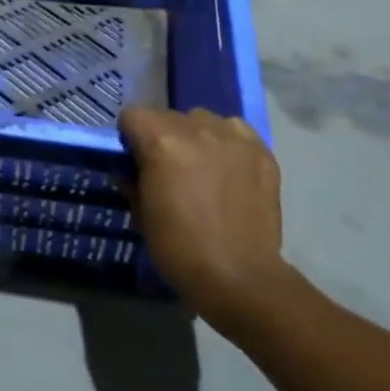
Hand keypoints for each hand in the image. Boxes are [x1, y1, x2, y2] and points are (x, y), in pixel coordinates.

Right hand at [119, 106, 291, 323]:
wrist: (239, 276)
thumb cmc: (179, 248)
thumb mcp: (142, 216)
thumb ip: (132, 183)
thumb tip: (128, 172)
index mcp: (161, 142)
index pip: (133, 115)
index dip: (129, 136)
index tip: (134, 160)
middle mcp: (197, 129)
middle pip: (169, 116)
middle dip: (162, 136)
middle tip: (168, 169)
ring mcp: (233, 137)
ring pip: (204, 119)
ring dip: (196, 136)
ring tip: (201, 166)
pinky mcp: (261, 151)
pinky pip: (236, 131)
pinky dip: (227, 142)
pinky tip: (229, 169)